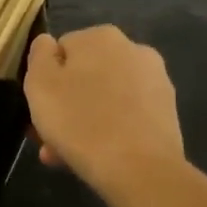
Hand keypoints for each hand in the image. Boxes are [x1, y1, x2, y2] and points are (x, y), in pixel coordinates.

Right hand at [23, 26, 184, 184]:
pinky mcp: (167, 111)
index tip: (39, 108)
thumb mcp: (39, 84)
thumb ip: (39, 55)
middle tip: (49, 138)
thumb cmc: (79, 122)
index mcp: (100, 37)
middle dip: (65, 104)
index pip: (60, 50)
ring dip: (84, 120)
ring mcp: (156, 81)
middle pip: (84, 75)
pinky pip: (126, 115)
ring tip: (66, 154)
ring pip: (105, 98)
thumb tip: (47, 43)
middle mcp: (133, 49)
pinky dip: (110, 130)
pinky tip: (97, 155)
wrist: (139, 169)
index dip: (46, 80)